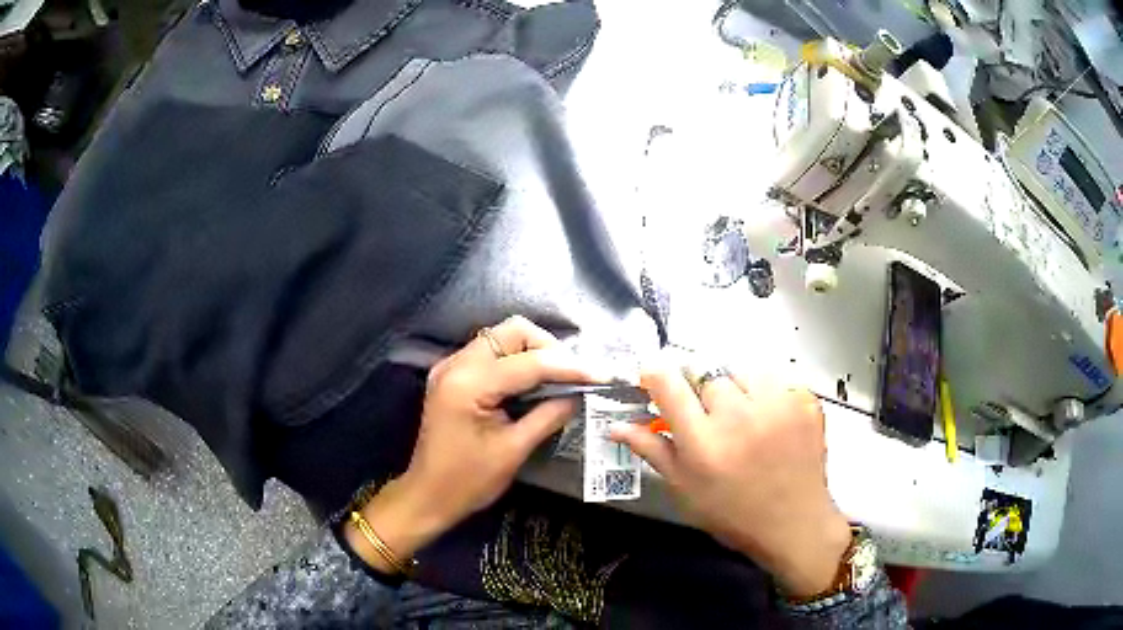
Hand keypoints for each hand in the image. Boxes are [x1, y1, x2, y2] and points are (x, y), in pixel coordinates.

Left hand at [345, 316, 596, 572]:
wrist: (428, 495)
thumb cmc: (468, 482)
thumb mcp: (513, 451)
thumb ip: (548, 416)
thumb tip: (580, 395)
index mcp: (469, 385)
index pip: (529, 363)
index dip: (569, 367)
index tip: (601, 376)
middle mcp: (456, 365)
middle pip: (513, 331)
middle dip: (549, 348)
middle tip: (574, 375)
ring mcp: (451, 366)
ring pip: (502, 337)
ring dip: (534, 351)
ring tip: (559, 377)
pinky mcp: (452, 374)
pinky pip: (491, 351)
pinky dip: (516, 359)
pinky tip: (533, 381)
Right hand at [610, 361, 851, 596]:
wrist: (794, 523)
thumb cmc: (732, 512)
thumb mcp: (685, 488)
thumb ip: (652, 449)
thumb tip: (616, 425)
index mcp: (703, 441)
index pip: (668, 381)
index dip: (655, 375)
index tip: (655, 382)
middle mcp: (739, 415)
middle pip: (707, 372)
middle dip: (701, 390)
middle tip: (710, 417)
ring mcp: (777, 405)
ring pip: (742, 370)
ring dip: (736, 388)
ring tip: (743, 417)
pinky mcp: (805, 401)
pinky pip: (775, 381)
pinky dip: (767, 395)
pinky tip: (770, 421)